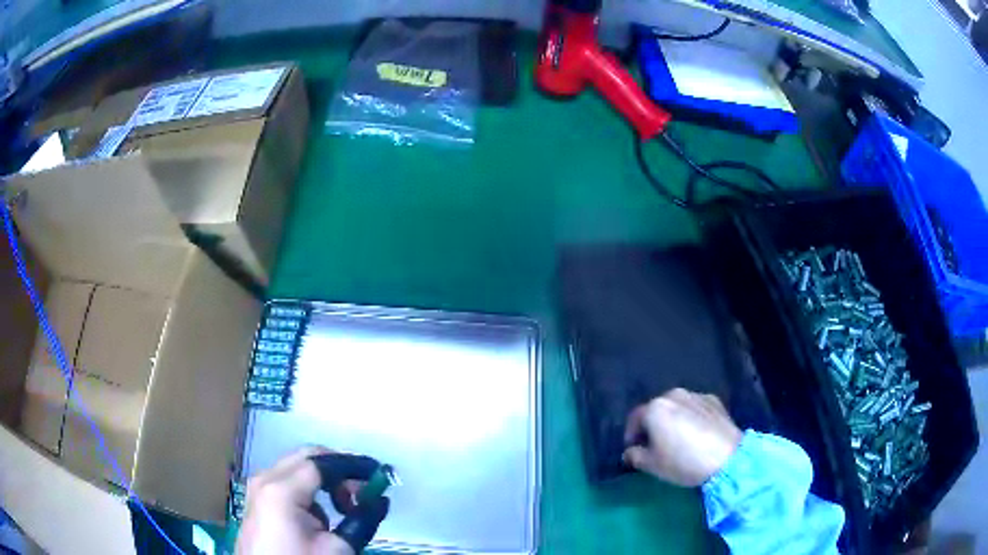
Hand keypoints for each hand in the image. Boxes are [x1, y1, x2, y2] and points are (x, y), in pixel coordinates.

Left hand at [235, 447, 387, 554]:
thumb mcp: (337, 548)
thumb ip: (362, 520)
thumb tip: (381, 500)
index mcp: (282, 489)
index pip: (323, 463)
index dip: (354, 465)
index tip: (380, 473)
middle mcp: (265, 478)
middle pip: (307, 457)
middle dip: (339, 467)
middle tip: (365, 487)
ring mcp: (258, 488)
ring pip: (297, 467)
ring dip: (325, 479)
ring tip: (346, 506)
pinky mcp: (258, 499)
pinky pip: (287, 481)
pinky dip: (309, 489)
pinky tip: (322, 515)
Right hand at [623, 388, 742, 486]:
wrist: (726, 457)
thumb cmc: (683, 461)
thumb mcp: (652, 465)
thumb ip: (635, 456)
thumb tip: (630, 452)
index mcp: (655, 408)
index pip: (635, 418)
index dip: (631, 434)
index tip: (634, 448)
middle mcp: (673, 395)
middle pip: (657, 409)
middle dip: (653, 425)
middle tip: (655, 444)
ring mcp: (696, 395)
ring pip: (678, 407)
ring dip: (674, 419)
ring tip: (678, 439)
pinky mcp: (714, 401)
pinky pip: (696, 408)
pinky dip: (692, 417)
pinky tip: (697, 434)